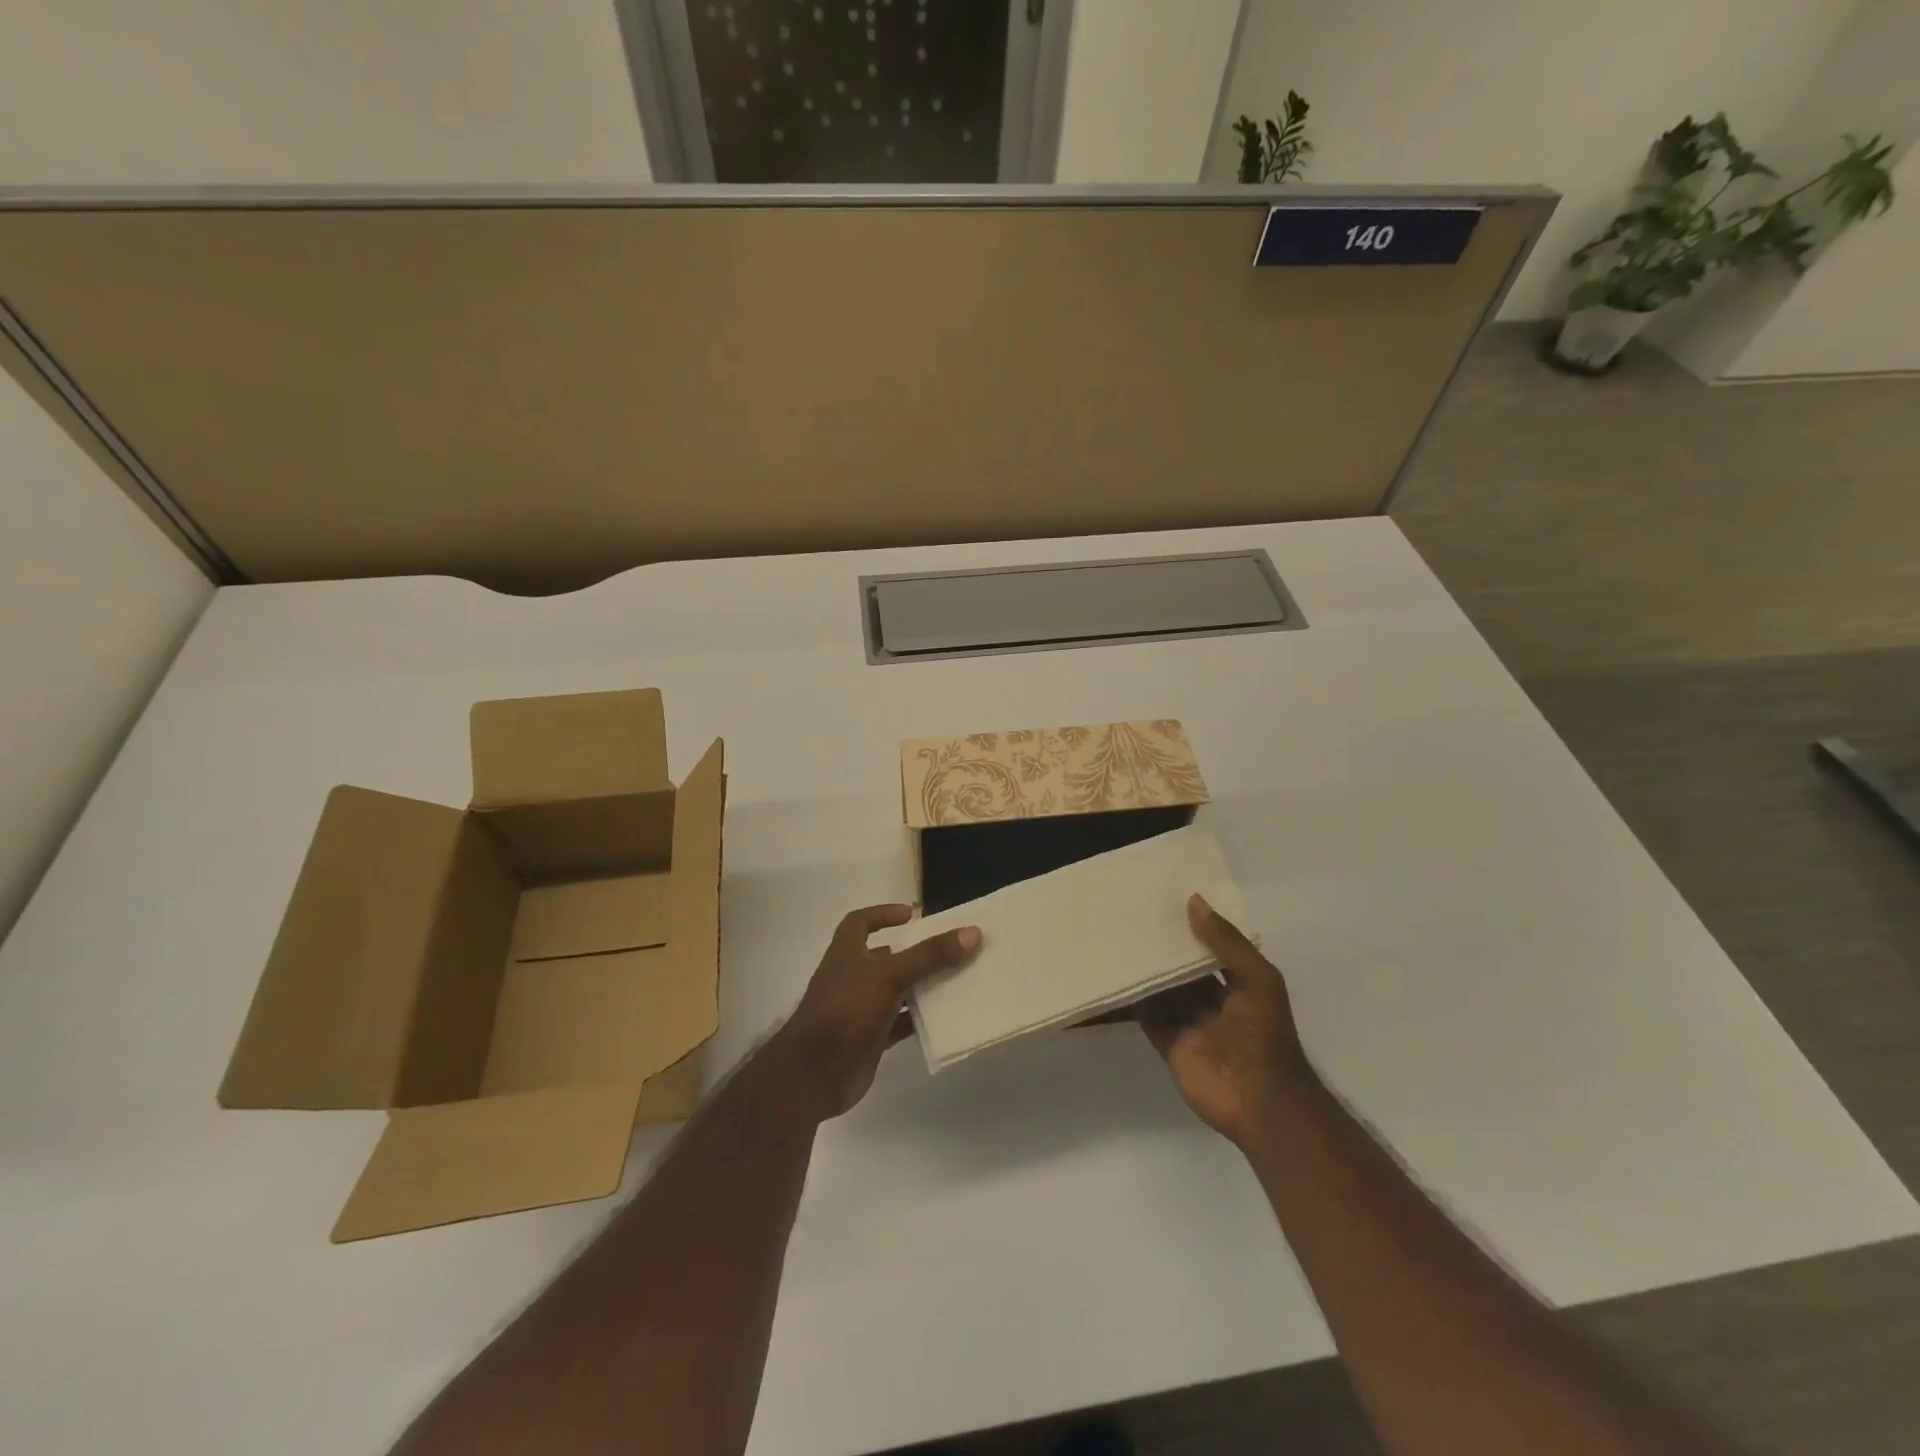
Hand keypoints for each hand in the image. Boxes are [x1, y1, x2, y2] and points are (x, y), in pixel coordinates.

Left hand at [775, 904, 980, 1118]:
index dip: (882, 914)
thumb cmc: (846, 1010)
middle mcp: (852, 977)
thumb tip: (972, 932)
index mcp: (846, 953)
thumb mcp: (889, 975)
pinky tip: (945, 1018)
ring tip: (956, 978)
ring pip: (896, 991)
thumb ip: (929, 955)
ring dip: (921, 986)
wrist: (815, 1074)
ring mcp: (860, 1010)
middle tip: (948, 948)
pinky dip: (920, 1019)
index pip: (859, 922)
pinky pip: (900, 1023)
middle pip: (885, 957)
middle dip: (913, 952)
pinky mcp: (870, 1038)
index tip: (912, 914)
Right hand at [1136, 894, 1313, 1146]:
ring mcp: (1189, 1021)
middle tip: (1131, 913)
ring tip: (1116, 935)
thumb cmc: (1264, 1035)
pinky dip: (1132, 998)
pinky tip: (1113, 974)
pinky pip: (1147, 1015)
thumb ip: (1227, 942)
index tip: (1165, 898)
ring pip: (1162, 988)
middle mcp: (1213, 999)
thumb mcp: (1257, 979)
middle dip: (1164, 945)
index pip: (1212, 946)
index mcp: (1239, 982)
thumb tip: (1194, 901)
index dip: (1193, 924)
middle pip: (1183, 966)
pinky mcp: (1168, 1042)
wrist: (1260, 1102)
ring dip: (1145, 968)